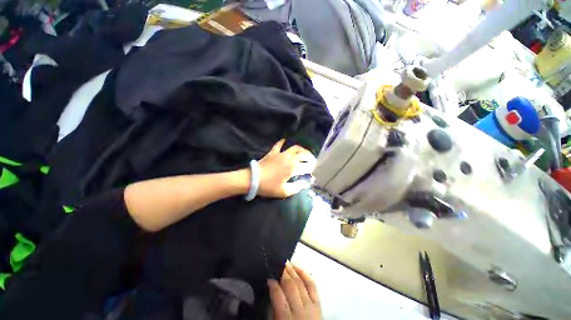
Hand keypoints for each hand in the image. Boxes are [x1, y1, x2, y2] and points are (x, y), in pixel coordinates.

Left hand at [257, 139, 315, 197]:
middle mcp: (290, 158)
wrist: (253, 179)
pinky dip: (283, 142)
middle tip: (312, 161)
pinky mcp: (273, 152)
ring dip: (301, 149)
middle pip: (303, 154)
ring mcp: (281, 154)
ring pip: (294, 148)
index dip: (311, 168)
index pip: (307, 166)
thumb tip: (307, 182)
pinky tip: (285, 141)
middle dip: (310, 157)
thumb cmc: (269, 186)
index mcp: (293, 168)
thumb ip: (298, 187)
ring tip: (304, 152)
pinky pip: (279, 145)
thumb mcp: (285, 191)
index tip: (312, 171)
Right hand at [268, 262, 321, 319]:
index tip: (269, 278)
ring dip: (293, 270)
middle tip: (278, 263)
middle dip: (283, 273)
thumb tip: (272, 292)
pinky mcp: (319, 304)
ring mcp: (311, 306)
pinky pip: (312, 285)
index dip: (273, 285)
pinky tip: (298, 267)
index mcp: (287, 319)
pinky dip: (305, 274)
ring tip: (286, 262)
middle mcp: (300, 311)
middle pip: (291, 286)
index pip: (278, 296)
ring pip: (301, 283)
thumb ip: (274, 312)